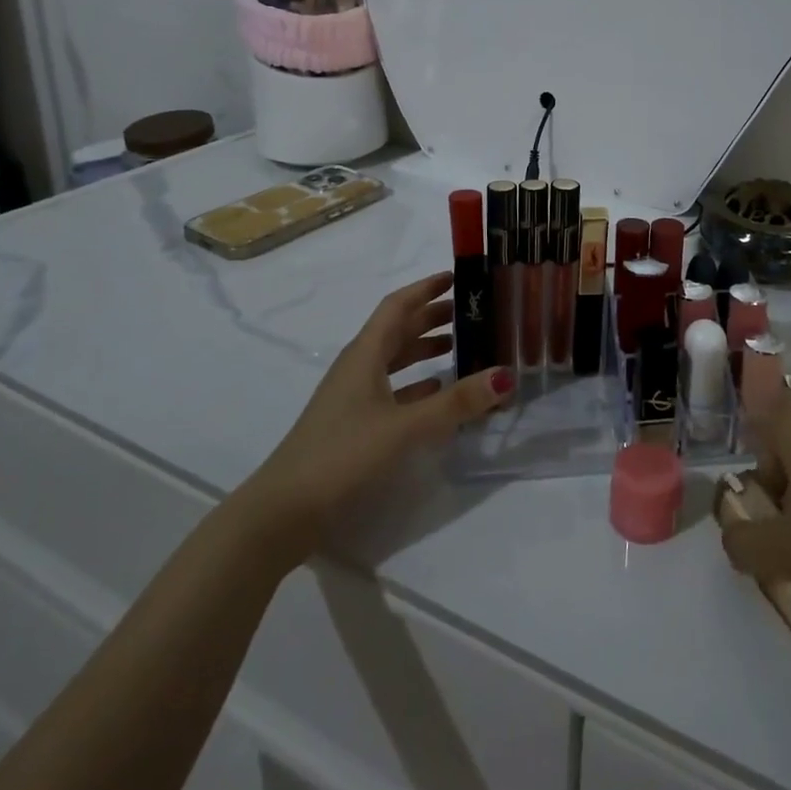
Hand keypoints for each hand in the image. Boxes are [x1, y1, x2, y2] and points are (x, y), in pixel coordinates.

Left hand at [250, 272, 513, 537]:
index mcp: (365, 354)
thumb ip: (455, 403)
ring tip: (460, 347)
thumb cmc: (342, 455)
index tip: (457, 277)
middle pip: (398, 330)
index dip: (425, 289)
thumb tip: (505, 374)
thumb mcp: (404, 427)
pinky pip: (392, 390)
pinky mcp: (354, 425)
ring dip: (424, 349)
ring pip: (394, 360)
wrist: (284, 512)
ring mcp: (353, 397)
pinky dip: (417, 385)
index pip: (398, 306)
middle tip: (470, 311)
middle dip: (431, 317)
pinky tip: (437, 394)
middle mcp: (358, 367)